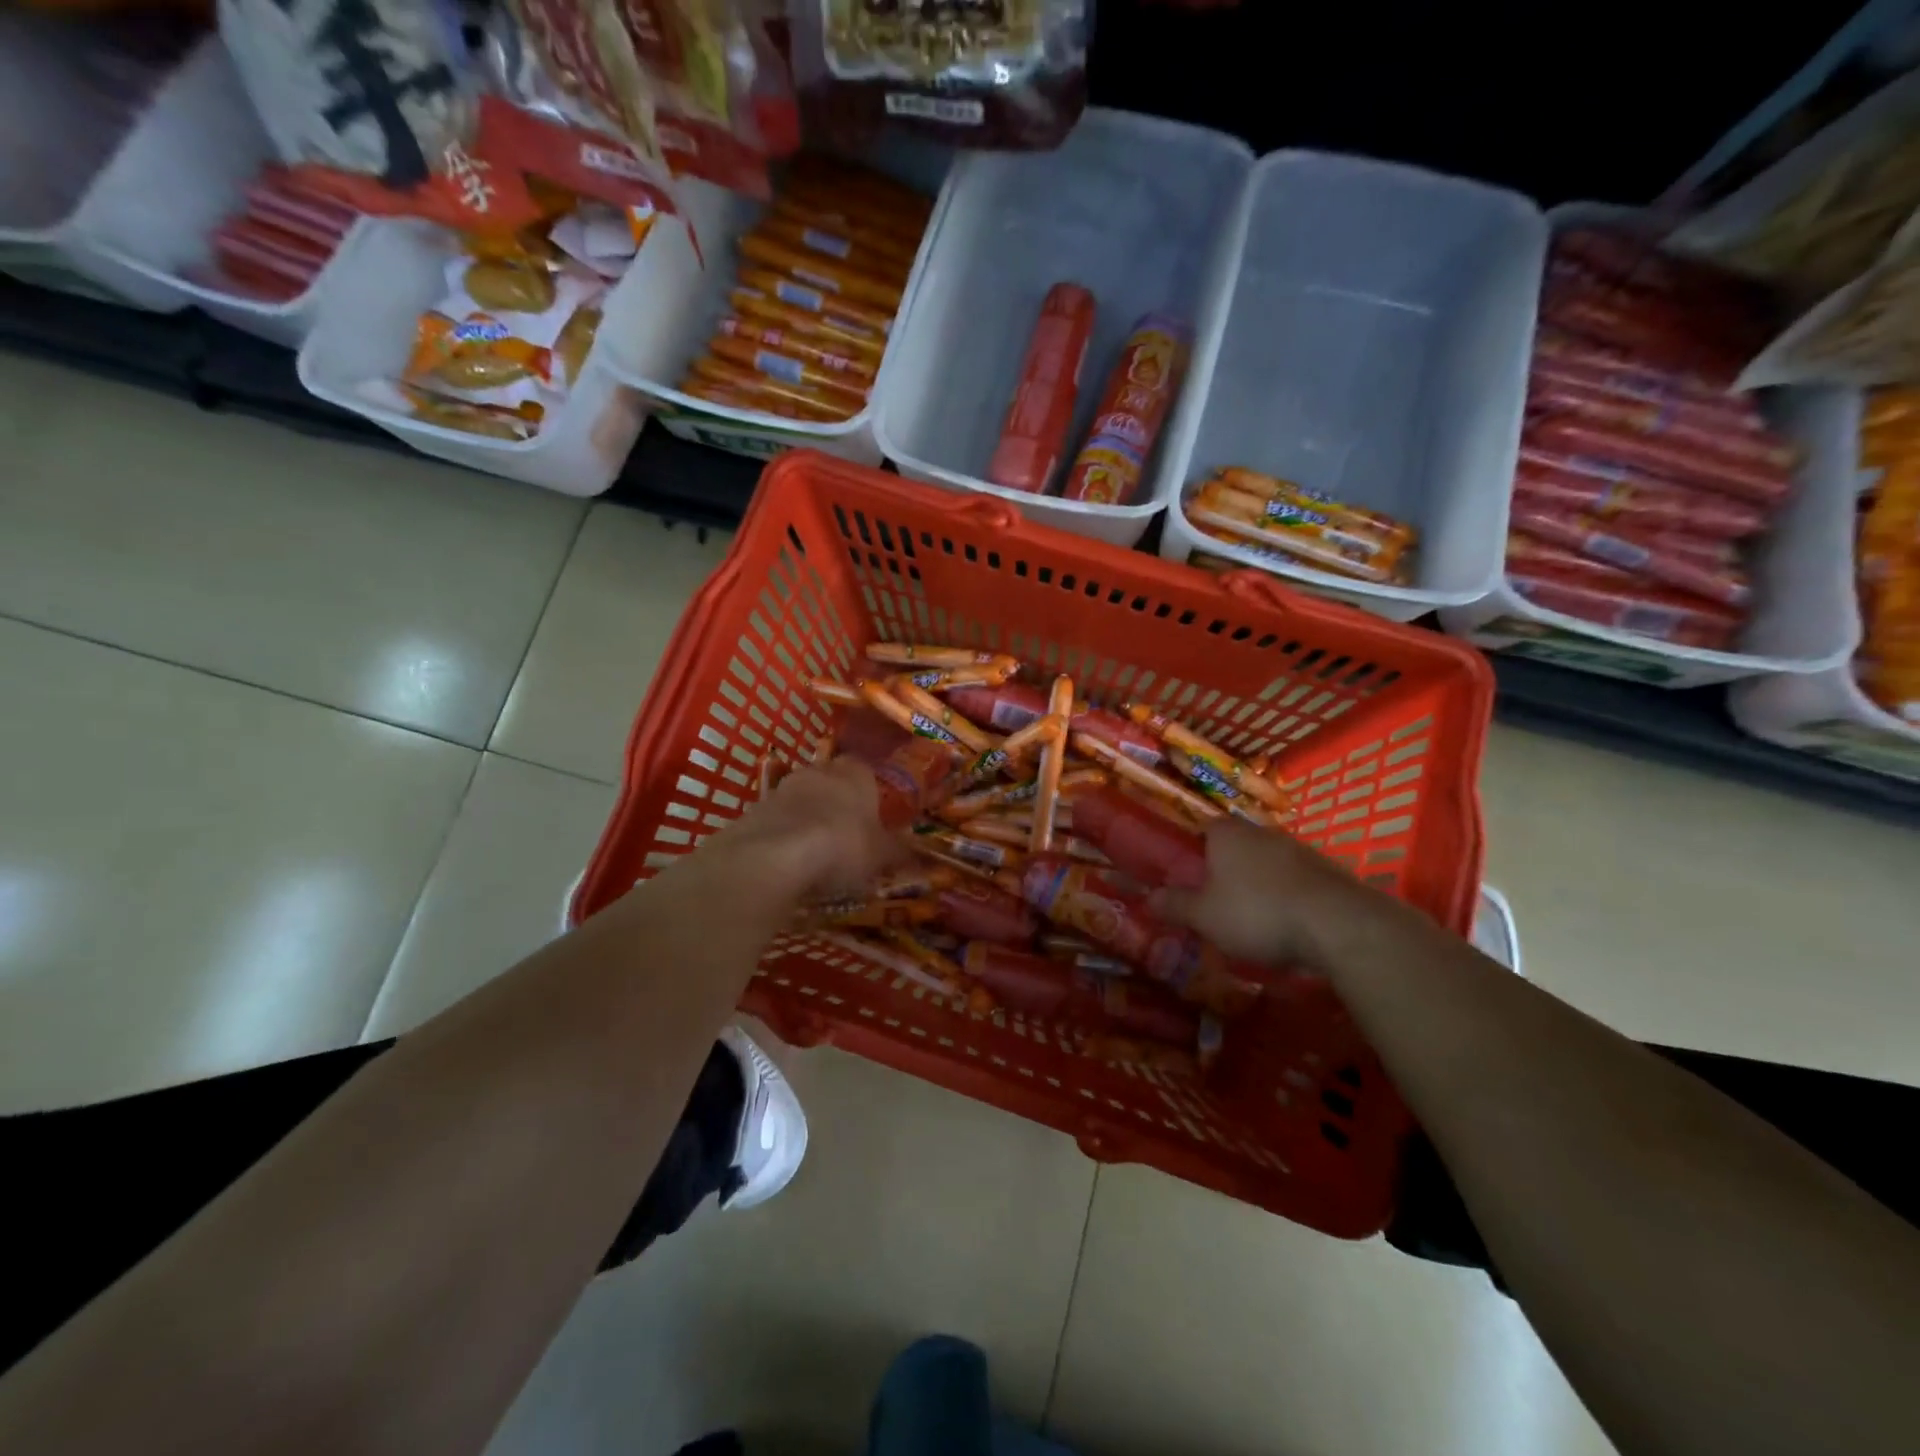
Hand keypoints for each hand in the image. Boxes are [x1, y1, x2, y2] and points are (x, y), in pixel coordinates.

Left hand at [720, 757, 905, 902]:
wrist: (774, 856)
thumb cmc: (842, 846)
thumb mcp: (881, 856)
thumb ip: (901, 853)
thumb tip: (925, 857)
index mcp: (856, 773)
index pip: (867, 771)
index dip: (870, 793)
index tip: (873, 816)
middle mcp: (820, 771)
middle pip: (832, 781)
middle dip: (838, 803)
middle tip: (847, 834)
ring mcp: (783, 787)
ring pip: (803, 798)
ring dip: (809, 817)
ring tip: (818, 851)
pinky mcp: (755, 809)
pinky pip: (778, 819)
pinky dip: (785, 834)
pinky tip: (790, 860)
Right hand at [1152, 820, 1384, 970]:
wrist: (1337, 925)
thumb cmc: (1256, 912)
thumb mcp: (1204, 916)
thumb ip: (1175, 905)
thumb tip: (1148, 898)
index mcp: (1226, 834)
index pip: (1202, 830)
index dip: (1193, 853)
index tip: (1188, 879)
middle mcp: (1261, 832)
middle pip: (1235, 847)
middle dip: (1225, 871)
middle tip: (1215, 903)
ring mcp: (1298, 849)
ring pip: (1266, 864)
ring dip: (1258, 885)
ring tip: (1250, 919)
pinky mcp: (1327, 872)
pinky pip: (1294, 881)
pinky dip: (1286, 897)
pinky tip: (1285, 924)